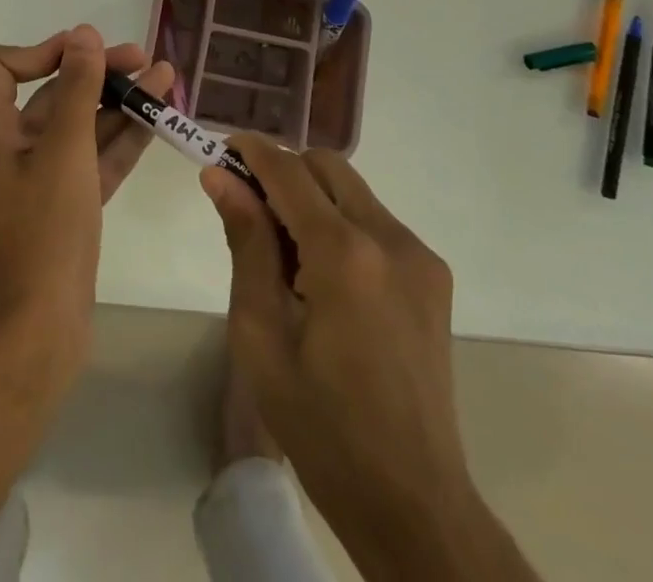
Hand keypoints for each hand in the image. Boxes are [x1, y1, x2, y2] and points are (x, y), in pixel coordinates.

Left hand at [0, 26, 170, 371]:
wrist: (40, 329)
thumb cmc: (45, 229)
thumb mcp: (64, 150)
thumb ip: (76, 89)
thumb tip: (82, 34)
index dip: (39, 50)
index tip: (84, 53)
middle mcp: (12, 147)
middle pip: (51, 92)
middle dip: (96, 72)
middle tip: (144, 59)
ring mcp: (40, 179)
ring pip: (80, 126)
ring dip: (118, 102)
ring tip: (165, 79)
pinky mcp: (66, 205)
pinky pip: (93, 159)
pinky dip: (121, 139)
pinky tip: (157, 120)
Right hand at [203, 141, 513, 575]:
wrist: (413, 503)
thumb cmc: (321, 426)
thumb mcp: (260, 335)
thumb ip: (245, 243)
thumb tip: (219, 177)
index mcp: (344, 255)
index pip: (289, 171)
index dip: (251, 151)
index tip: (220, 150)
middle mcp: (390, 239)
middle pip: (326, 167)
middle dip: (283, 170)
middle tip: (247, 208)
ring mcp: (419, 257)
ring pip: (352, 190)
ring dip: (312, 197)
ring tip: (284, 254)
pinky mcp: (433, 277)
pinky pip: (375, 221)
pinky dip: (340, 223)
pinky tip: (322, 277)